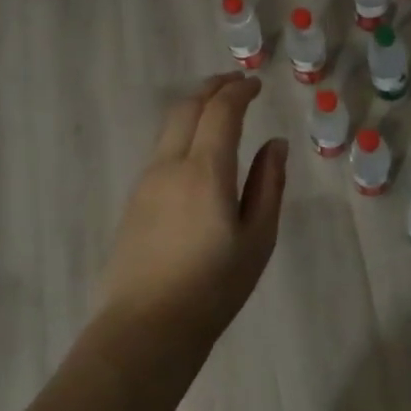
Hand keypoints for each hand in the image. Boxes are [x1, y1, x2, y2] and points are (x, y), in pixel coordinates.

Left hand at [100, 74, 286, 346]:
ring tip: (218, 109)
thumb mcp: (258, 238)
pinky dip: (183, 131)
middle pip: (187, 108)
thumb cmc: (213, 287)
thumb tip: (275, 144)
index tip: (256, 84)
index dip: (239, 91)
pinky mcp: (135, 200)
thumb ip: (268, 185)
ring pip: (169, 127)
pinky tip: (197, 149)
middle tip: (236, 83)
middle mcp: (170, 165)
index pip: (220, 111)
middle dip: (213, 88)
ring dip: (195, 107)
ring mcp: (146, 182)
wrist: (146, 328)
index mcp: (205, 171)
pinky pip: (161, 149)